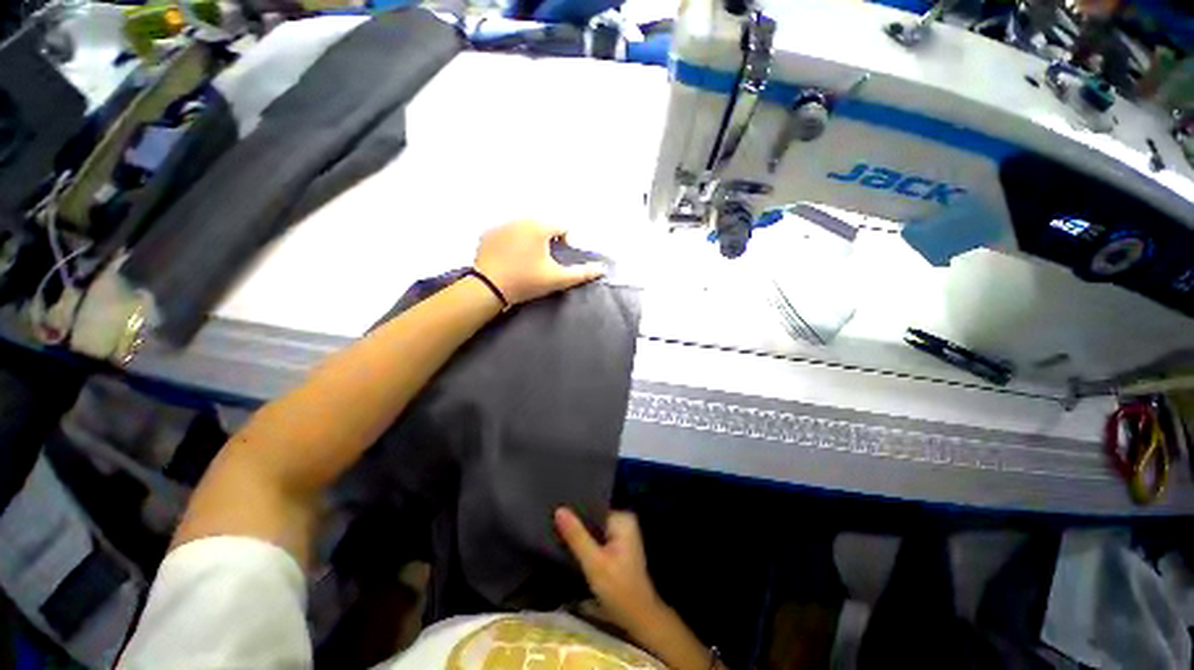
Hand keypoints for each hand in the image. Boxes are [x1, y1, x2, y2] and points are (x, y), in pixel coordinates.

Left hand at [474, 221, 605, 305]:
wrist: (489, 288)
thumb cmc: (526, 281)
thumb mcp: (557, 279)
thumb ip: (582, 273)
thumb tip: (602, 268)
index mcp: (539, 227)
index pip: (561, 228)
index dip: (564, 244)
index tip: (556, 261)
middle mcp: (520, 220)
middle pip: (542, 226)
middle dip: (546, 241)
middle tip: (542, 263)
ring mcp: (501, 225)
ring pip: (524, 229)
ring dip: (529, 241)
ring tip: (525, 262)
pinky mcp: (487, 234)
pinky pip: (506, 234)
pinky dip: (511, 243)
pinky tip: (508, 260)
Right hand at [555, 507, 663, 633]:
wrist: (638, 618)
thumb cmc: (618, 589)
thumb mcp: (593, 562)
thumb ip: (576, 536)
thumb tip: (559, 509)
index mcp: (623, 518)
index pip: (593, 507)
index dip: (575, 511)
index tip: (555, 514)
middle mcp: (625, 521)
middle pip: (593, 518)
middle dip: (576, 524)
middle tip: (553, 525)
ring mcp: (623, 535)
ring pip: (594, 529)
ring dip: (580, 535)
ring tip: (558, 535)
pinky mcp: (618, 548)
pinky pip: (598, 538)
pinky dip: (587, 544)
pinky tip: (572, 548)